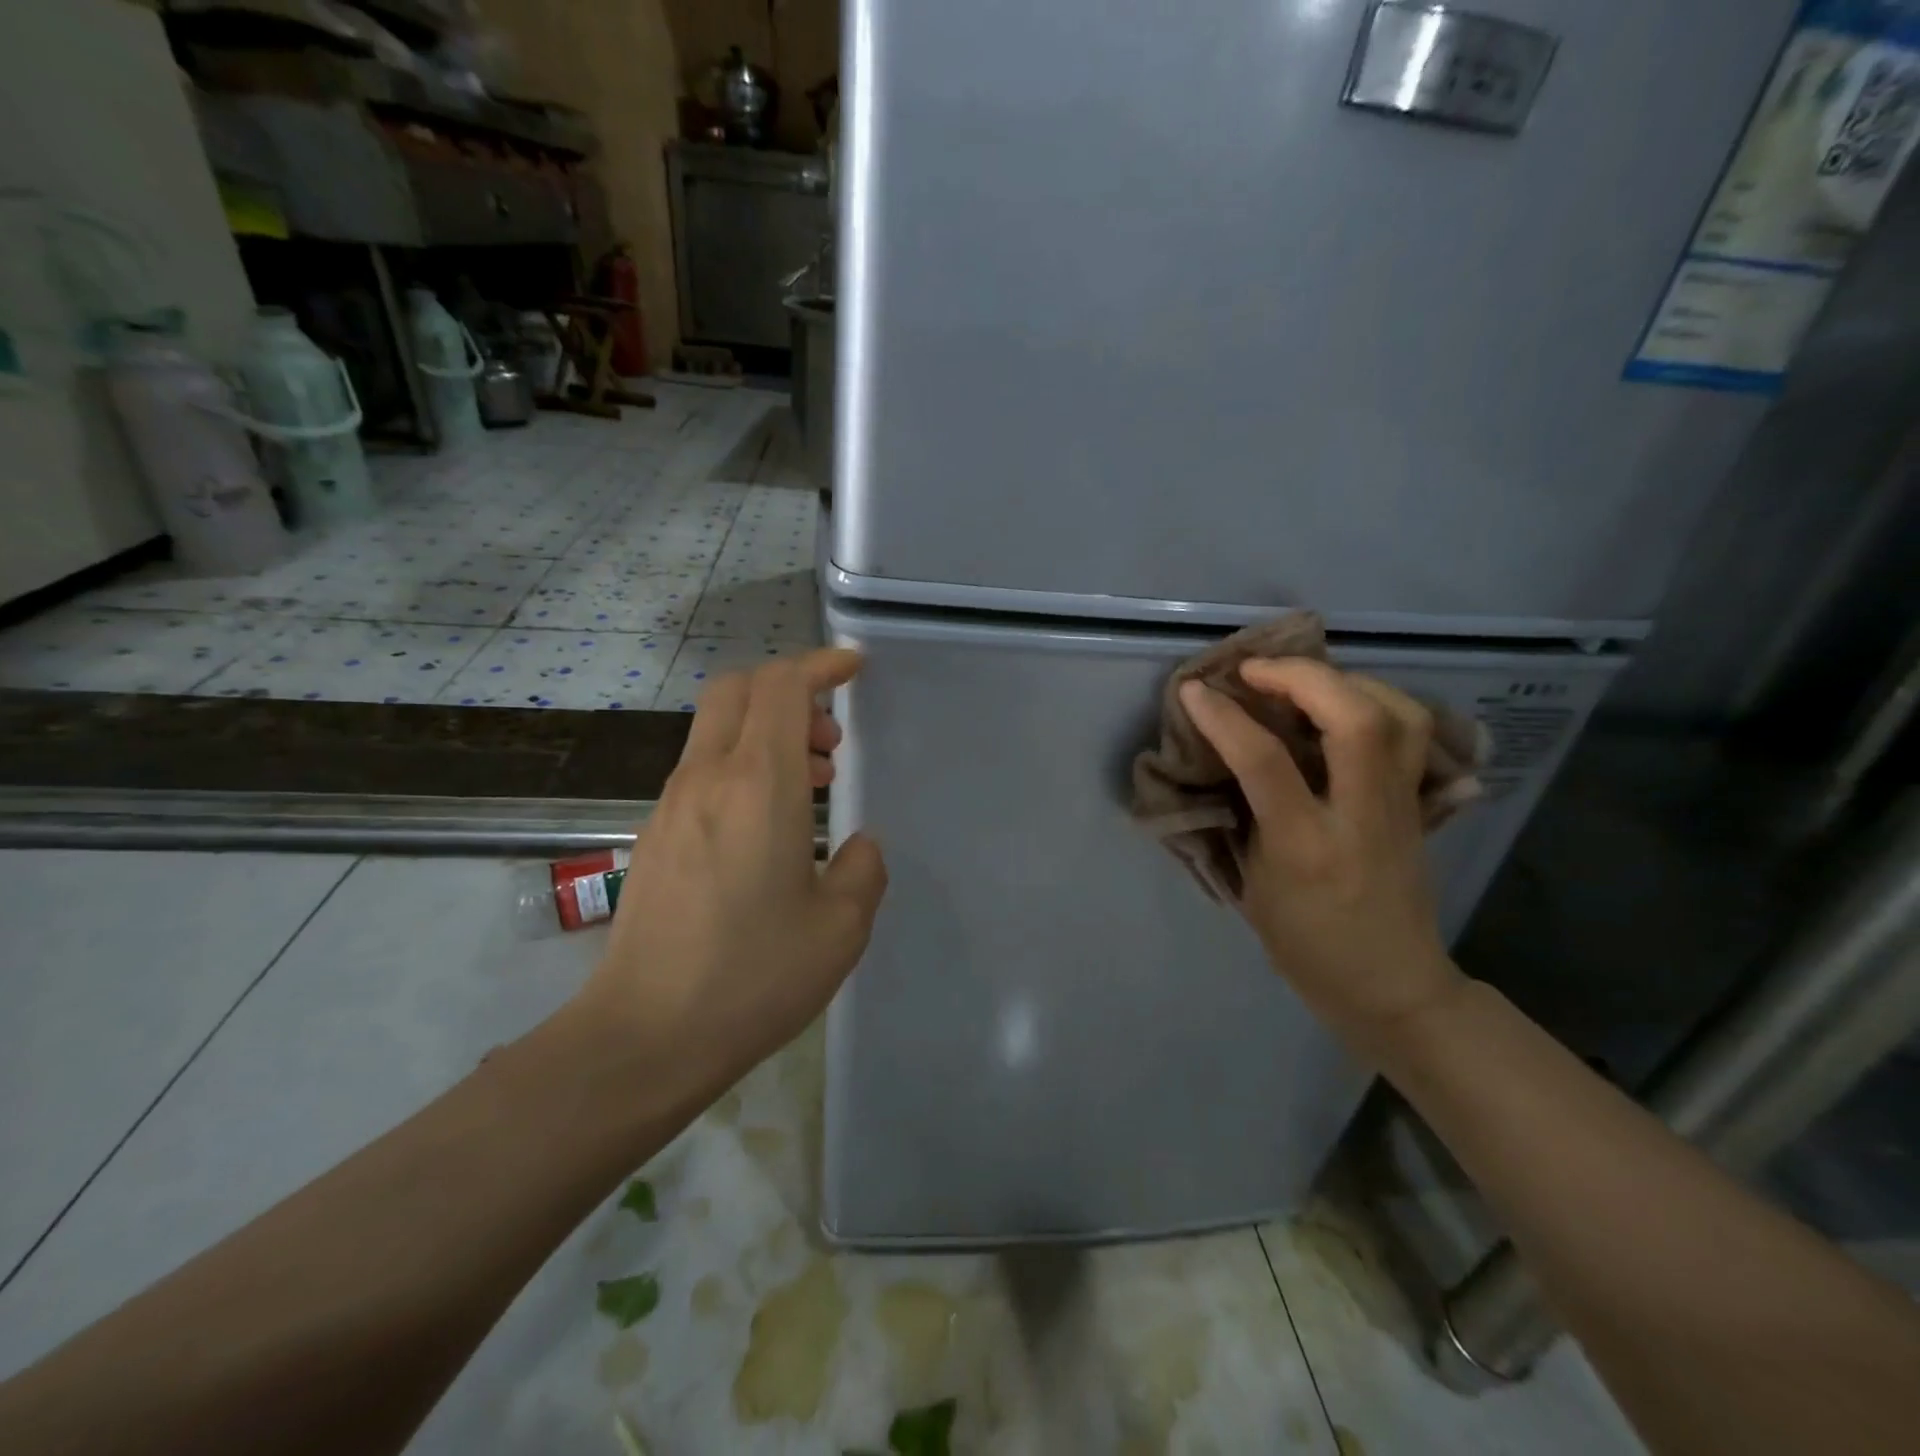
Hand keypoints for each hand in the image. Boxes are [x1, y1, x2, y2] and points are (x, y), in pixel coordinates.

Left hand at [573, 648, 887, 1097]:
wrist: (644, 1036)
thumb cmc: (752, 977)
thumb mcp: (840, 928)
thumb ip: (863, 870)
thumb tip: (858, 844)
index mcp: (756, 784)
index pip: (782, 686)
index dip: (821, 664)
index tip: (854, 668)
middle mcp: (707, 778)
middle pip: (739, 690)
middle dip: (791, 691)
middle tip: (830, 739)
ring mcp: (672, 804)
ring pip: (719, 728)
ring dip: (769, 732)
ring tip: (812, 784)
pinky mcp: (656, 834)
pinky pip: (704, 769)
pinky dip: (744, 765)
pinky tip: (770, 825)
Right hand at [1180, 658, 1466, 1044]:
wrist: (1392, 985)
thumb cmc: (1306, 944)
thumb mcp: (1254, 886)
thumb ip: (1245, 816)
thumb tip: (1227, 758)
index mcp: (1306, 846)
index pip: (1265, 761)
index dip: (1224, 717)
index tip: (1195, 690)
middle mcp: (1361, 817)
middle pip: (1356, 719)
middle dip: (1302, 677)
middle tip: (1256, 670)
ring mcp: (1401, 807)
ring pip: (1399, 715)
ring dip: (1348, 681)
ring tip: (1305, 679)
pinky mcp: (1420, 805)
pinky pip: (1412, 734)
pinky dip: (1378, 702)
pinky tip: (1345, 705)